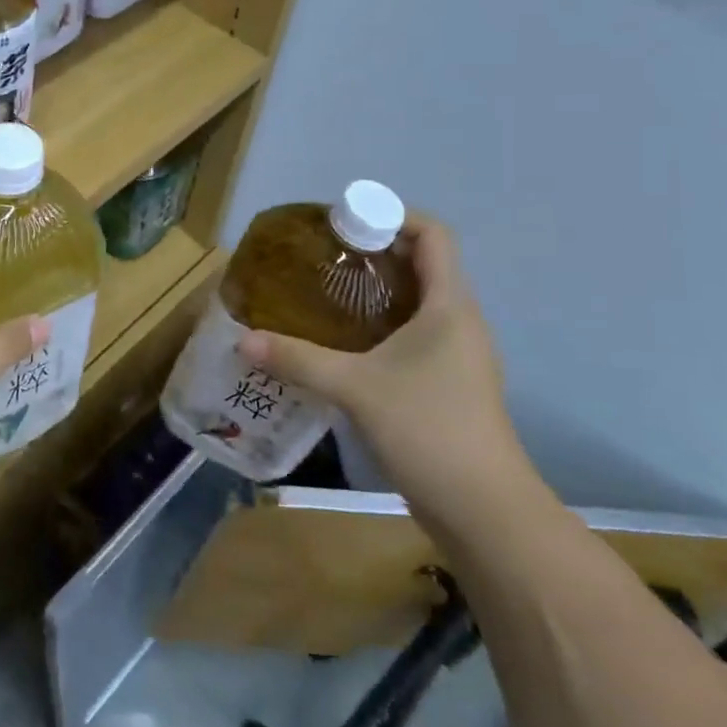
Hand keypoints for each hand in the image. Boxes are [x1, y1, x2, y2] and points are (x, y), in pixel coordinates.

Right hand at [236, 211, 535, 528]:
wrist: (483, 511)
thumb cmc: (428, 429)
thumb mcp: (355, 388)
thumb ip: (298, 359)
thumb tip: (243, 340)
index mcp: (449, 306)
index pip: (433, 235)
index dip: (393, 216)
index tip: (346, 224)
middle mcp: (459, 322)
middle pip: (423, 264)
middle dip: (375, 253)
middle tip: (323, 258)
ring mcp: (457, 356)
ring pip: (418, 303)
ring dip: (377, 292)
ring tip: (326, 295)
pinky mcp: (449, 385)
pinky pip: (415, 335)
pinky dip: (382, 326)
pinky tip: (345, 345)